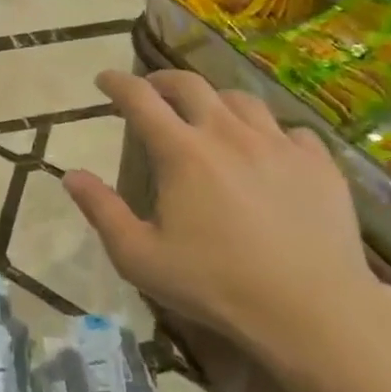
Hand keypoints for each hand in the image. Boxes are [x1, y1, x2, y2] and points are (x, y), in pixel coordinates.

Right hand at [62, 69, 387, 367]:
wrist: (313, 312)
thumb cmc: (216, 285)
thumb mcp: (140, 257)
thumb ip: (102, 211)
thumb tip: (71, 175)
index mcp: (182, 152)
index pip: (140, 99)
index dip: (117, 83)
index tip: (104, 79)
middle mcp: (228, 134)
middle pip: (191, 85)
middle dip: (163, 80)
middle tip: (151, 89)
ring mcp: (279, 145)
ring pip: (241, 100)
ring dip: (215, 100)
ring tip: (208, 115)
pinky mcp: (319, 164)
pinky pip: (290, 131)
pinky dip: (269, 132)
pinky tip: (267, 150)